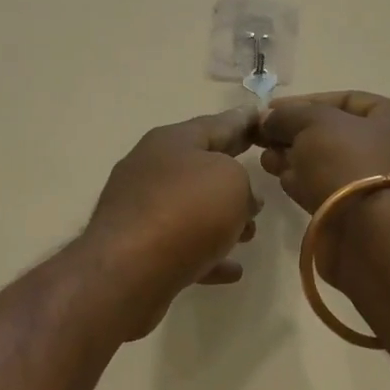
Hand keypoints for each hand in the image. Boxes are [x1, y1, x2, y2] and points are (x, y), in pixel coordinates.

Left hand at [79, 109, 261, 338]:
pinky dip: (206, 254)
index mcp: (170, 141)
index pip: (216, 124)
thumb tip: (239, 199)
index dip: (243, 122)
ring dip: (221, 220)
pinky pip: (181, 247)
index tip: (261, 119)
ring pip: (190, 210)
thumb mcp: (231, 180)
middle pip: (199, 169)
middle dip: (232, 180)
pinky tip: (232, 270)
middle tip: (260, 190)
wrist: (128, 270)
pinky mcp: (136, 249)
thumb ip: (242, 180)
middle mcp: (149, 170)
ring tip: (249, 234)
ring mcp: (139, 210)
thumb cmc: (186, 211)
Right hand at [258, 92, 389, 281]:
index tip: (271, 111)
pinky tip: (282, 180)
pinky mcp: (367, 219)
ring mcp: (384, 189)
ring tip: (266, 160)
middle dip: (297, 134)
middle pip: (338, 135)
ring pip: (332, 166)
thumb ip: (289, 115)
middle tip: (265, 139)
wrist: (372, 236)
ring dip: (297, 160)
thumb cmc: (350, 164)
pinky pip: (332, 192)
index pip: (348, 100)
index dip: (305, 102)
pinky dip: (307, 184)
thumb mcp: (314, 123)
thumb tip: (268, 119)